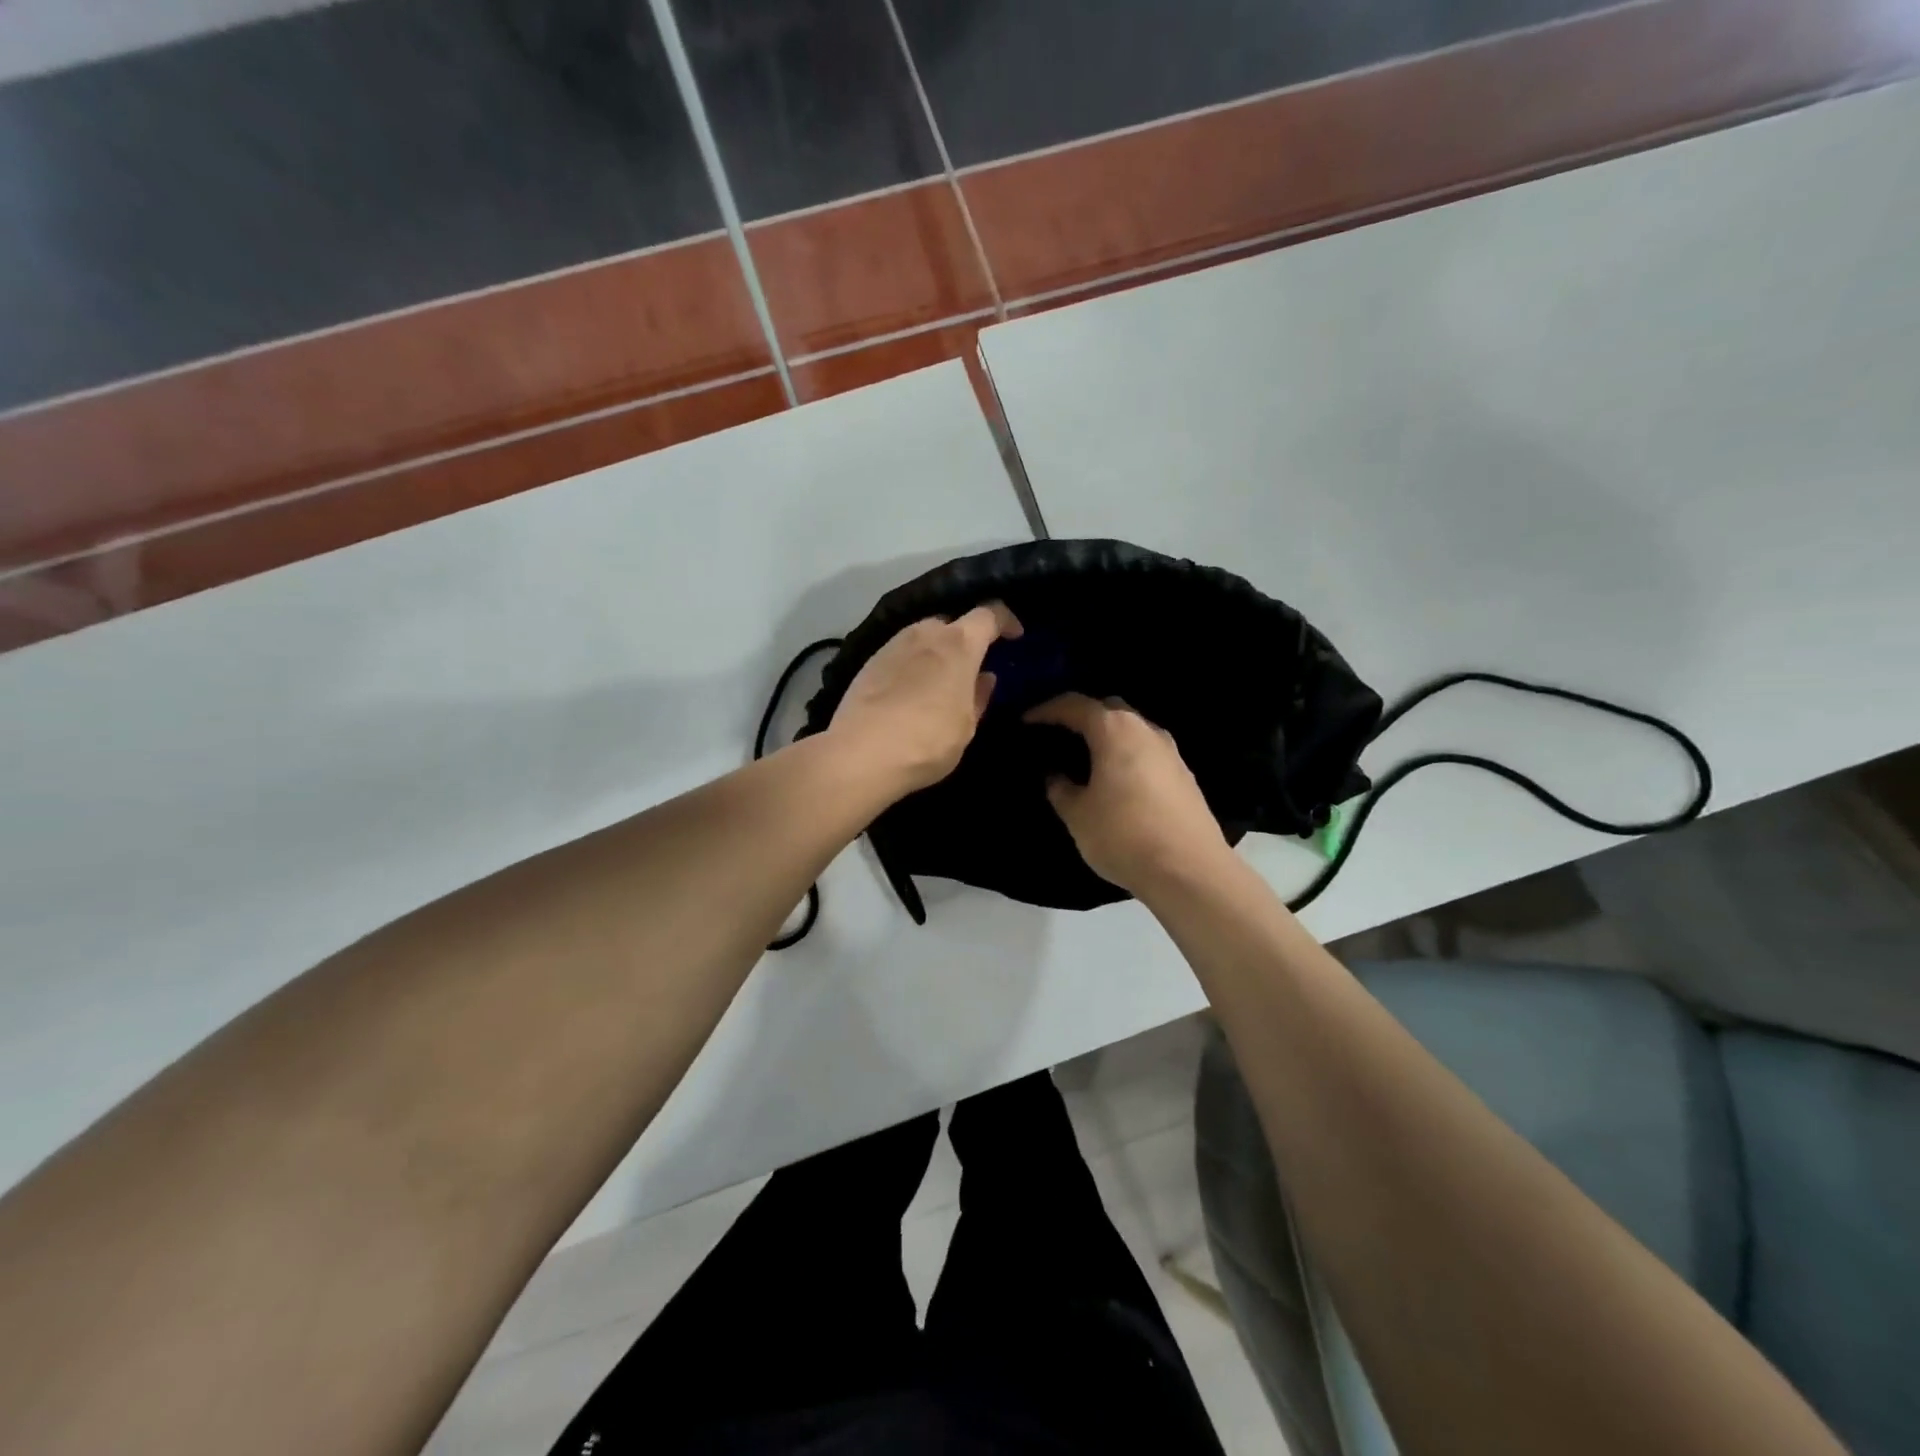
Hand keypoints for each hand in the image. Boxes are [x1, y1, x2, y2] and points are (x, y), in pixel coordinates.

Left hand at [828, 603, 1022, 794]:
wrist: (861, 753)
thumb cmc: (928, 741)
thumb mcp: (966, 726)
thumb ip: (978, 697)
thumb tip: (984, 678)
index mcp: (959, 644)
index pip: (989, 614)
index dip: (1006, 620)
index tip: (1014, 636)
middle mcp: (925, 633)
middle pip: (953, 623)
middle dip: (966, 639)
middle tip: (971, 667)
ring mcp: (893, 644)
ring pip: (923, 636)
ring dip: (936, 651)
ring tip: (940, 680)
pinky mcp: (869, 661)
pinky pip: (901, 653)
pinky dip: (912, 663)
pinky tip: (910, 690)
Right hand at [1024, 693, 1232, 896]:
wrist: (1190, 872)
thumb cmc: (1124, 835)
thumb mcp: (1078, 815)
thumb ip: (1061, 789)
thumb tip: (1056, 776)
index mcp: (1115, 730)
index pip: (1075, 705)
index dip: (1047, 710)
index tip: (1026, 721)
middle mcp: (1146, 730)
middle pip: (1109, 709)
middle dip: (1082, 717)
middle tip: (1059, 735)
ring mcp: (1171, 752)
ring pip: (1132, 730)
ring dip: (1108, 738)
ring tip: (1086, 759)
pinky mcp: (1185, 776)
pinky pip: (1147, 753)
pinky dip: (1126, 756)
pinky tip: (1116, 781)